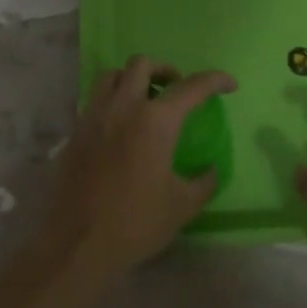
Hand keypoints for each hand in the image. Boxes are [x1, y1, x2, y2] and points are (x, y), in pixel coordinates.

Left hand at [28, 56, 235, 297]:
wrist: (78, 243)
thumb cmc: (136, 222)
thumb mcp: (182, 206)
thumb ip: (204, 182)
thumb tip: (211, 169)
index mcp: (155, 121)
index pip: (191, 87)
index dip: (215, 80)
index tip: (229, 84)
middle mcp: (123, 106)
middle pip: (143, 64)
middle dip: (165, 70)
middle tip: (176, 89)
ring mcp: (95, 115)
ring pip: (112, 74)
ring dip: (132, 78)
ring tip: (144, 100)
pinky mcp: (76, 130)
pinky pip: (95, 99)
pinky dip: (112, 99)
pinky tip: (120, 126)